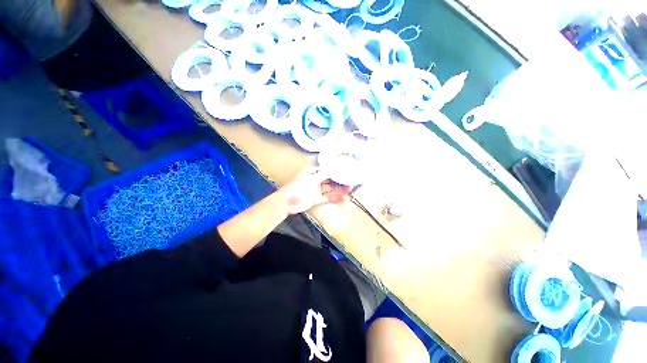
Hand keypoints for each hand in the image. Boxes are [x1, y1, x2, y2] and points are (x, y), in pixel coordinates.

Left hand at [279, 167, 350, 214]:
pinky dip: (335, 199)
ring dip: (340, 190)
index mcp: (313, 172)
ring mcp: (316, 190)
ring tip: (351, 191)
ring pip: (330, 189)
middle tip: (351, 182)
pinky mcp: (316, 199)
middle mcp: (316, 180)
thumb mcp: (310, 179)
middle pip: (330, 180)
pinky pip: (327, 198)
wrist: (287, 202)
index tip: (346, 171)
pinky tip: (343, 199)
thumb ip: (322, 175)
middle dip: (340, 181)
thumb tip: (333, 169)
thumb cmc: (297, 187)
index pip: (326, 170)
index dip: (336, 171)